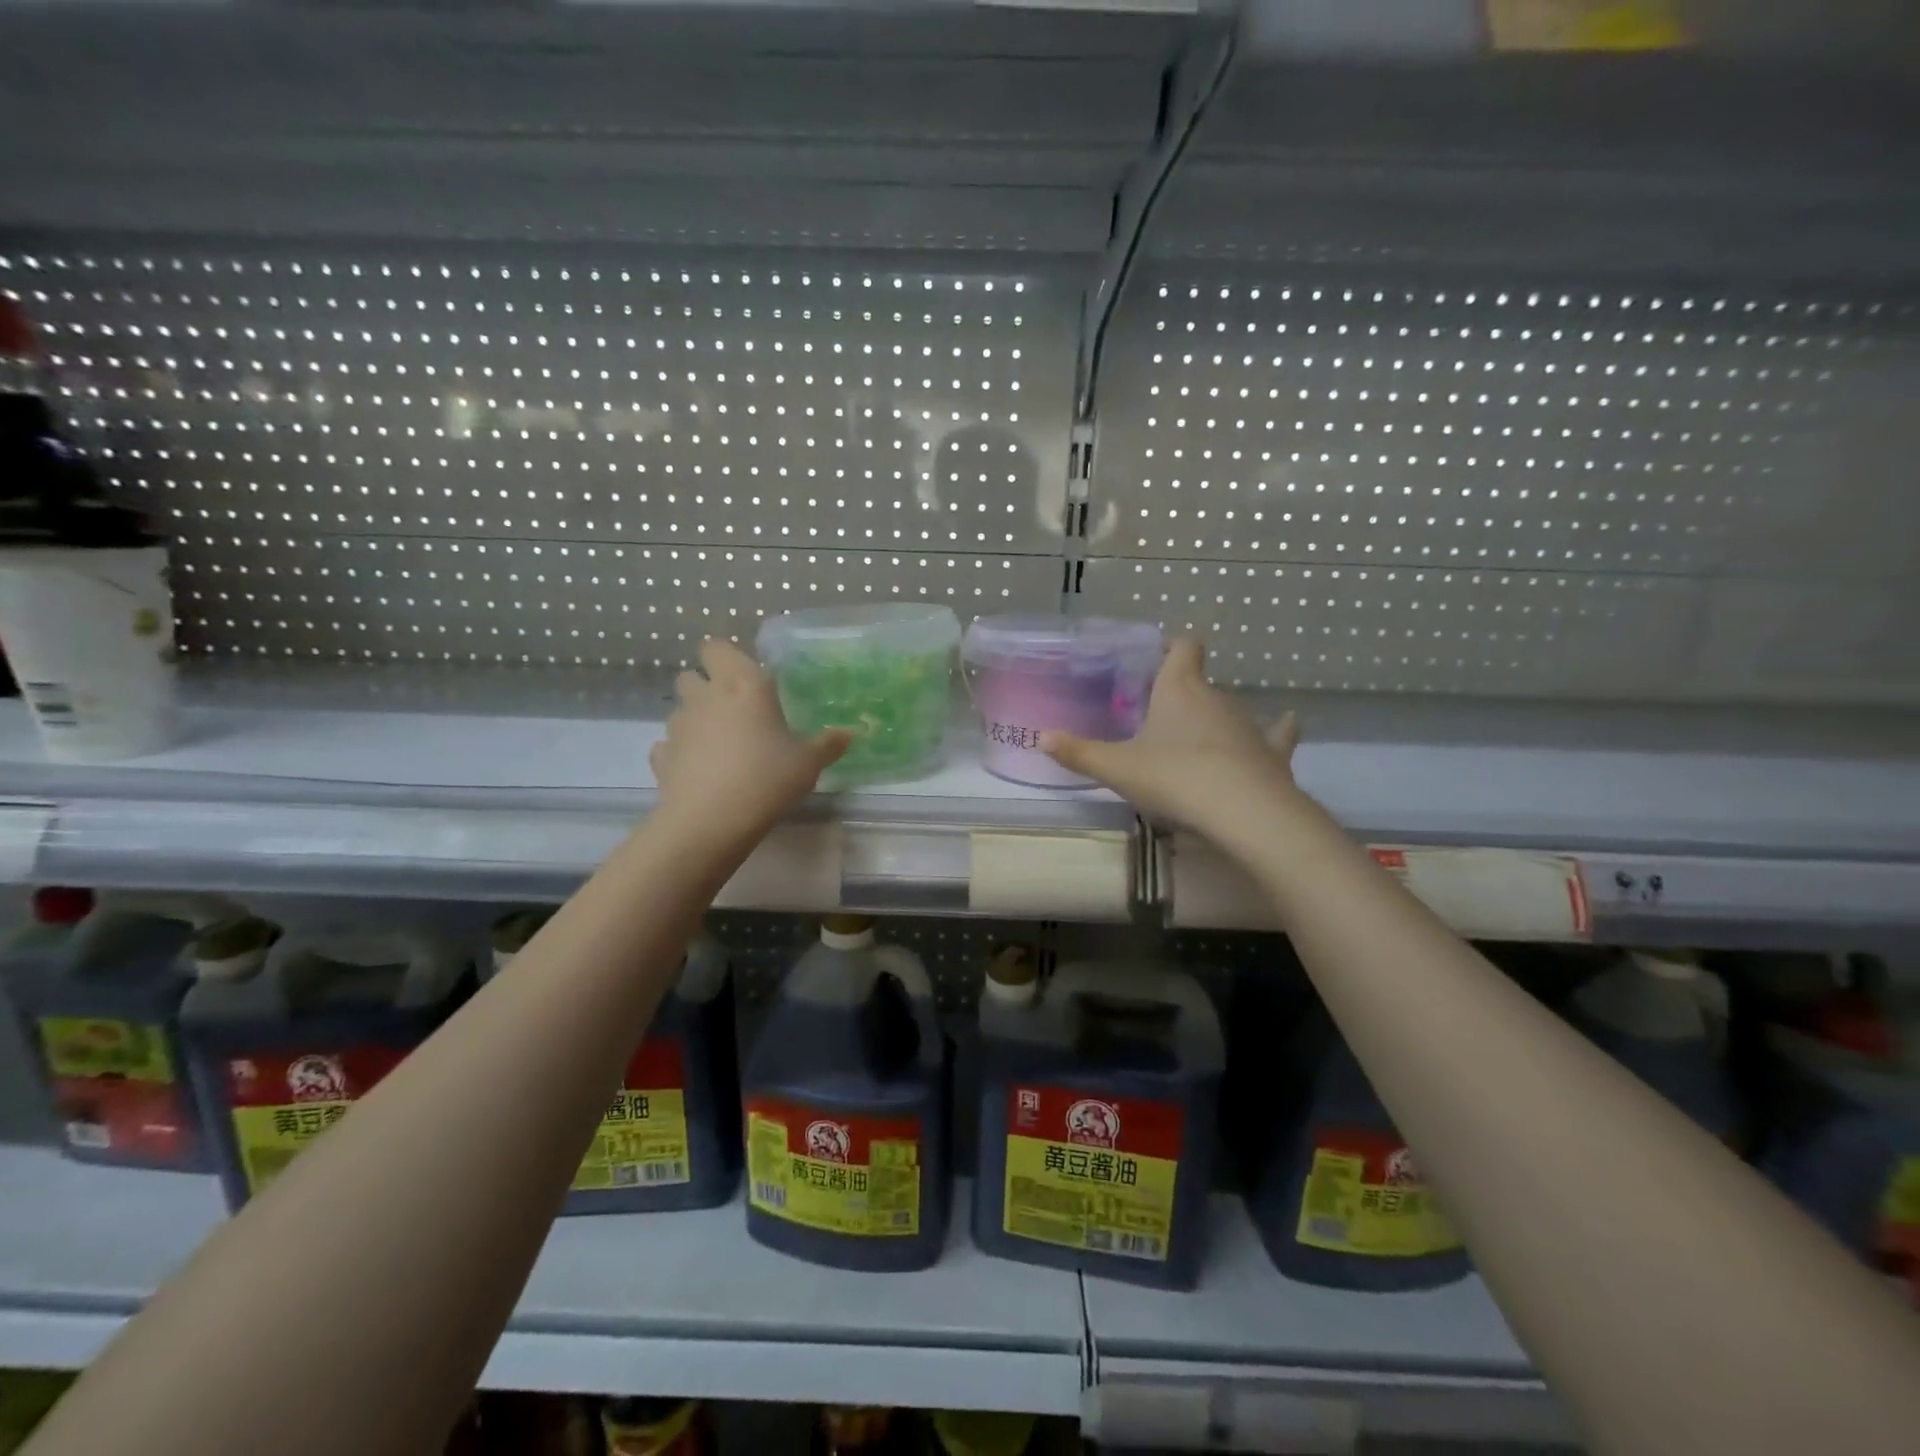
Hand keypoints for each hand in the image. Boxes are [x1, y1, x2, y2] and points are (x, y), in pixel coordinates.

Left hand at [650, 639, 851, 846]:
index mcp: (743, 685)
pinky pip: (669, 746)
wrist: (712, 820)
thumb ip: (828, 744)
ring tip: (719, 744)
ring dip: (695, 719)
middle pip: (691, 675)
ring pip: (681, 710)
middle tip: (734, 709)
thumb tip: (850, 732)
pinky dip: (681, 753)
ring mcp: (678, 726)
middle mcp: (706, 697)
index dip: (725, 657)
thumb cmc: (768, 777)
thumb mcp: (809, 762)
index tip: (743, 674)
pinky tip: (700, 771)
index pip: (717, 648)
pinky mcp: (662, 757)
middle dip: (706, 685)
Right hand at [1041, 638, 1301, 841]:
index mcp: (1179, 689)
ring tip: (1194, 740)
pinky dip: (1278, 730)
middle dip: (1181, 693)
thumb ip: (1079, 752)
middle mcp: (1216, 697)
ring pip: (1228, 710)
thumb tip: (1041, 737)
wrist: (1243, 812)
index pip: (1182, 649)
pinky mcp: (1272, 752)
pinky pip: (1276, 734)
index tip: (1159, 653)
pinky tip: (1286, 724)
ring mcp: (1248, 724)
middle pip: (1199, 682)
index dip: (1173, 647)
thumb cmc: (1173, 777)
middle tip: (1157, 715)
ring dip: (1213, 719)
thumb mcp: (1117, 768)